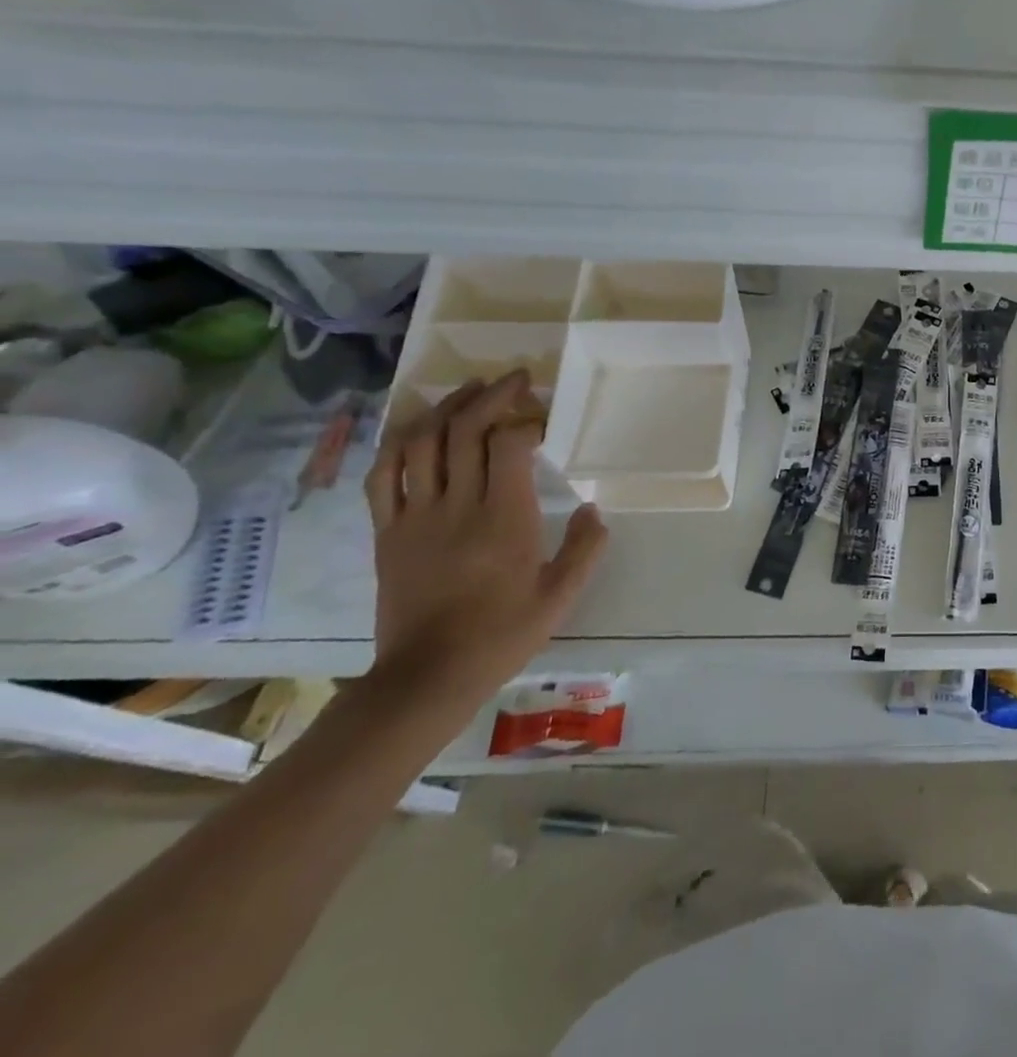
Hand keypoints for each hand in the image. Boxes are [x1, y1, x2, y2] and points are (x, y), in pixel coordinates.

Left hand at [363, 371, 607, 710]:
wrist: (429, 676)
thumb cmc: (503, 633)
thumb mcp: (562, 595)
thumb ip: (586, 547)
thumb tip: (595, 508)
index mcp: (504, 518)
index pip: (508, 444)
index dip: (526, 419)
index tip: (543, 419)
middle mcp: (456, 506)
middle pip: (464, 430)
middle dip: (491, 396)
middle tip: (514, 381)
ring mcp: (414, 516)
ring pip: (421, 443)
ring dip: (446, 408)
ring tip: (469, 391)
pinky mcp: (386, 532)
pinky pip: (382, 476)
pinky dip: (398, 443)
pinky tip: (417, 429)